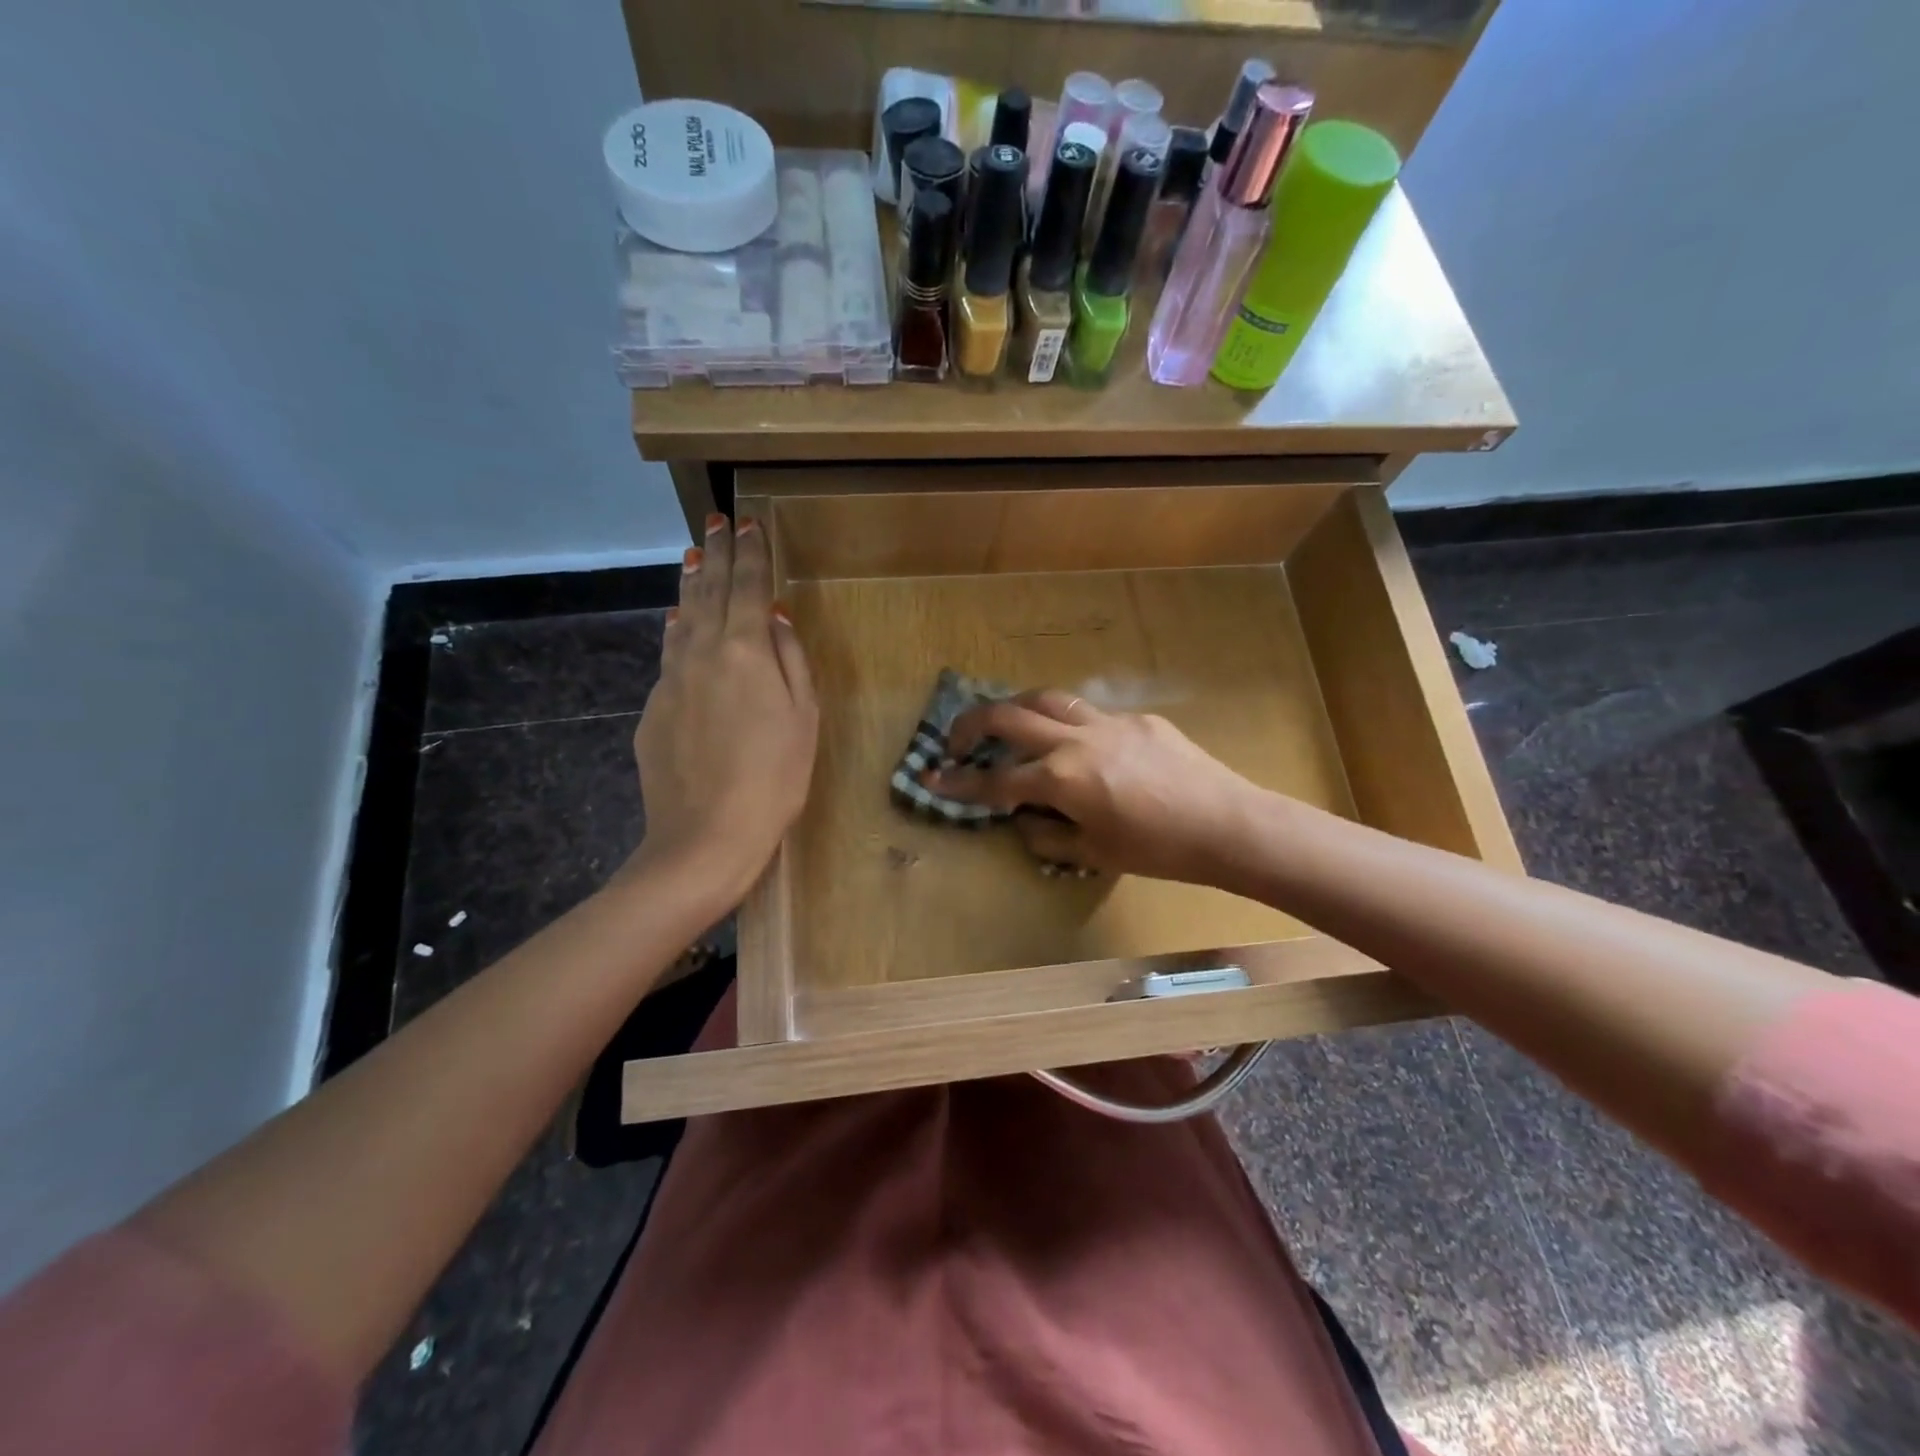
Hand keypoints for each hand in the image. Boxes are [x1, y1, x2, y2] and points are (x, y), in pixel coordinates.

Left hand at [627, 513, 817, 907]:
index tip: (749, 521)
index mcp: (745, 651)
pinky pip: (669, 656)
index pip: (748, 586)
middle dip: (717, 552)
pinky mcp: (653, 709)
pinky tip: (679, 624)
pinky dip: (678, 631)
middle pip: (709, 591)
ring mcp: (671, 680)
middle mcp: (701, 653)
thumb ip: (790, 659)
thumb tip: (775, 616)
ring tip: (694, 557)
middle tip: (717, 520)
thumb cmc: (775, 778)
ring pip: (682, 619)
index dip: (751, 552)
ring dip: (691, 585)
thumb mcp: (803, 718)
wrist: (705, 836)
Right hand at [927, 690, 1263, 883]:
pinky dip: (1069, 724)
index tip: (932, 777)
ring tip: (1008, 723)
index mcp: (1062, 779)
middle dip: (972, 725)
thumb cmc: (1159, 851)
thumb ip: (1049, 835)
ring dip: (1017, 708)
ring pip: (1048, 699)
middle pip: (1009, 717)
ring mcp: (1108, 722)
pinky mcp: (1138, 718)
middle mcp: (1076, 740)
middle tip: (957, 740)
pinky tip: (1080, 745)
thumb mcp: (1095, 854)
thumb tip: (1023, 820)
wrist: (1227, 824)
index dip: (959, 782)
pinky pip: (1091, 714)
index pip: (997, 780)